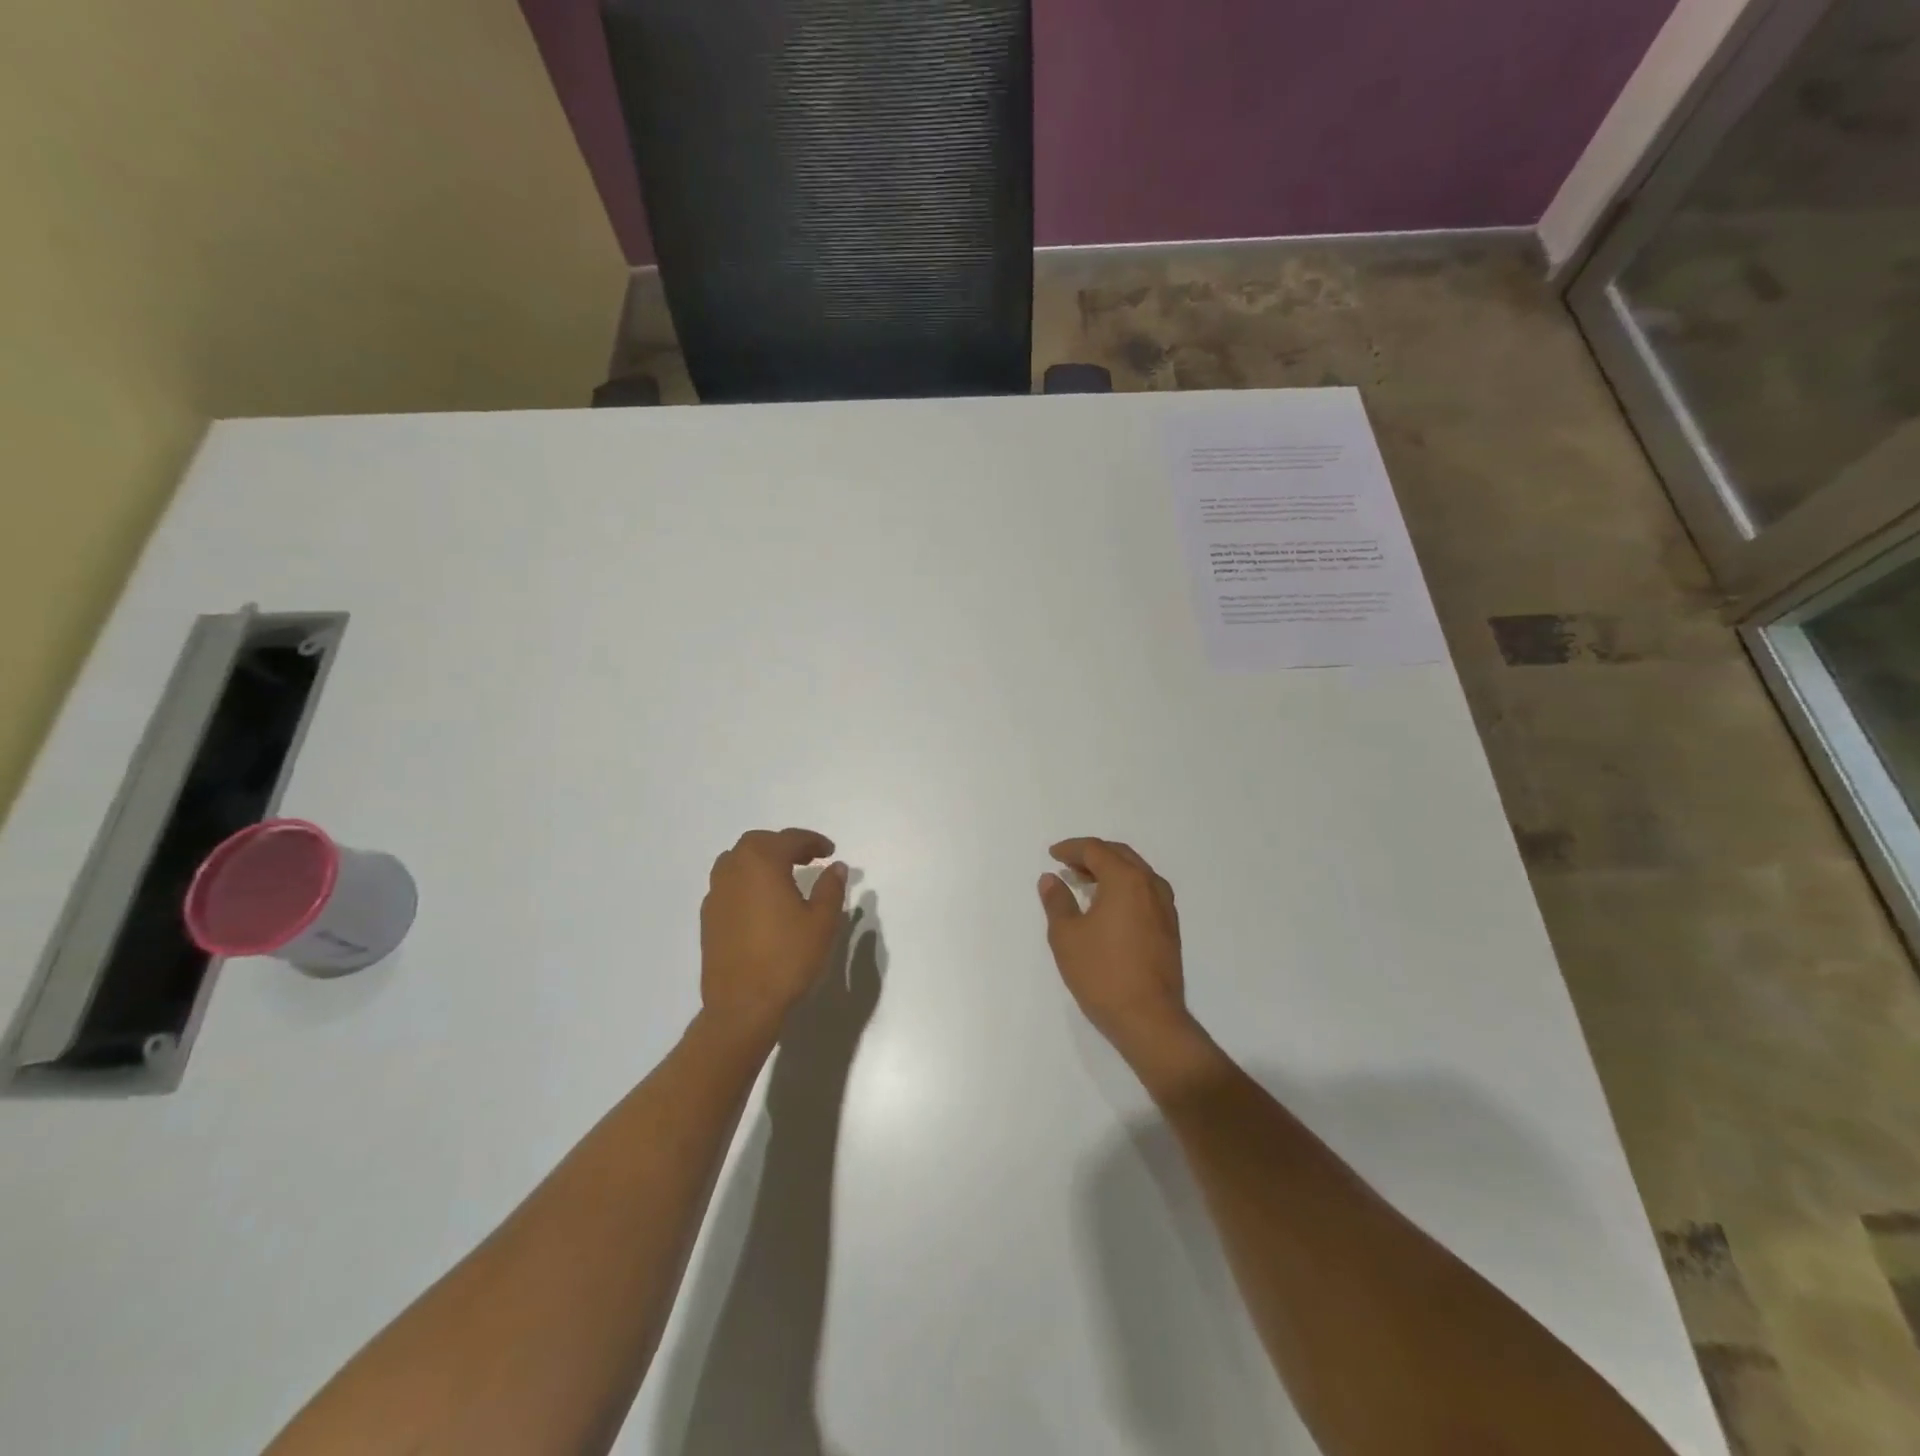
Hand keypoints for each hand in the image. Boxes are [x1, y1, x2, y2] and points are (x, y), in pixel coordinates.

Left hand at [701, 828, 848, 1038]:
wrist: (743, 1005)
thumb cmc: (788, 958)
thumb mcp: (822, 921)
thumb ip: (830, 888)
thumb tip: (836, 867)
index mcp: (762, 863)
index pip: (789, 839)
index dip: (812, 841)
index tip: (830, 852)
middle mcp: (733, 870)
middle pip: (757, 842)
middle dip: (784, 845)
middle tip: (808, 859)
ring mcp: (716, 894)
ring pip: (737, 861)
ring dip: (761, 860)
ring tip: (784, 876)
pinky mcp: (708, 917)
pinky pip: (728, 884)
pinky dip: (747, 881)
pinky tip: (762, 903)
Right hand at [1039, 838, 1190, 1055]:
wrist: (1149, 1019)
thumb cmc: (1102, 973)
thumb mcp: (1067, 935)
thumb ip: (1057, 901)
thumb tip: (1051, 879)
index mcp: (1126, 880)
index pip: (1096, 850)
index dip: (1071, 848)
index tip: (1053, 855)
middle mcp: (1150, 886)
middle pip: (1120, 856)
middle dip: (1092, 855)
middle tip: (1068, 864)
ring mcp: (1165, 908)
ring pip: (1136, 873)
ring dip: (1110, 871)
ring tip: (1085, 883)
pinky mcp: (1170, 929)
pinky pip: (1145, 892)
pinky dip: (1124, 888)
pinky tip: (1108, 907)